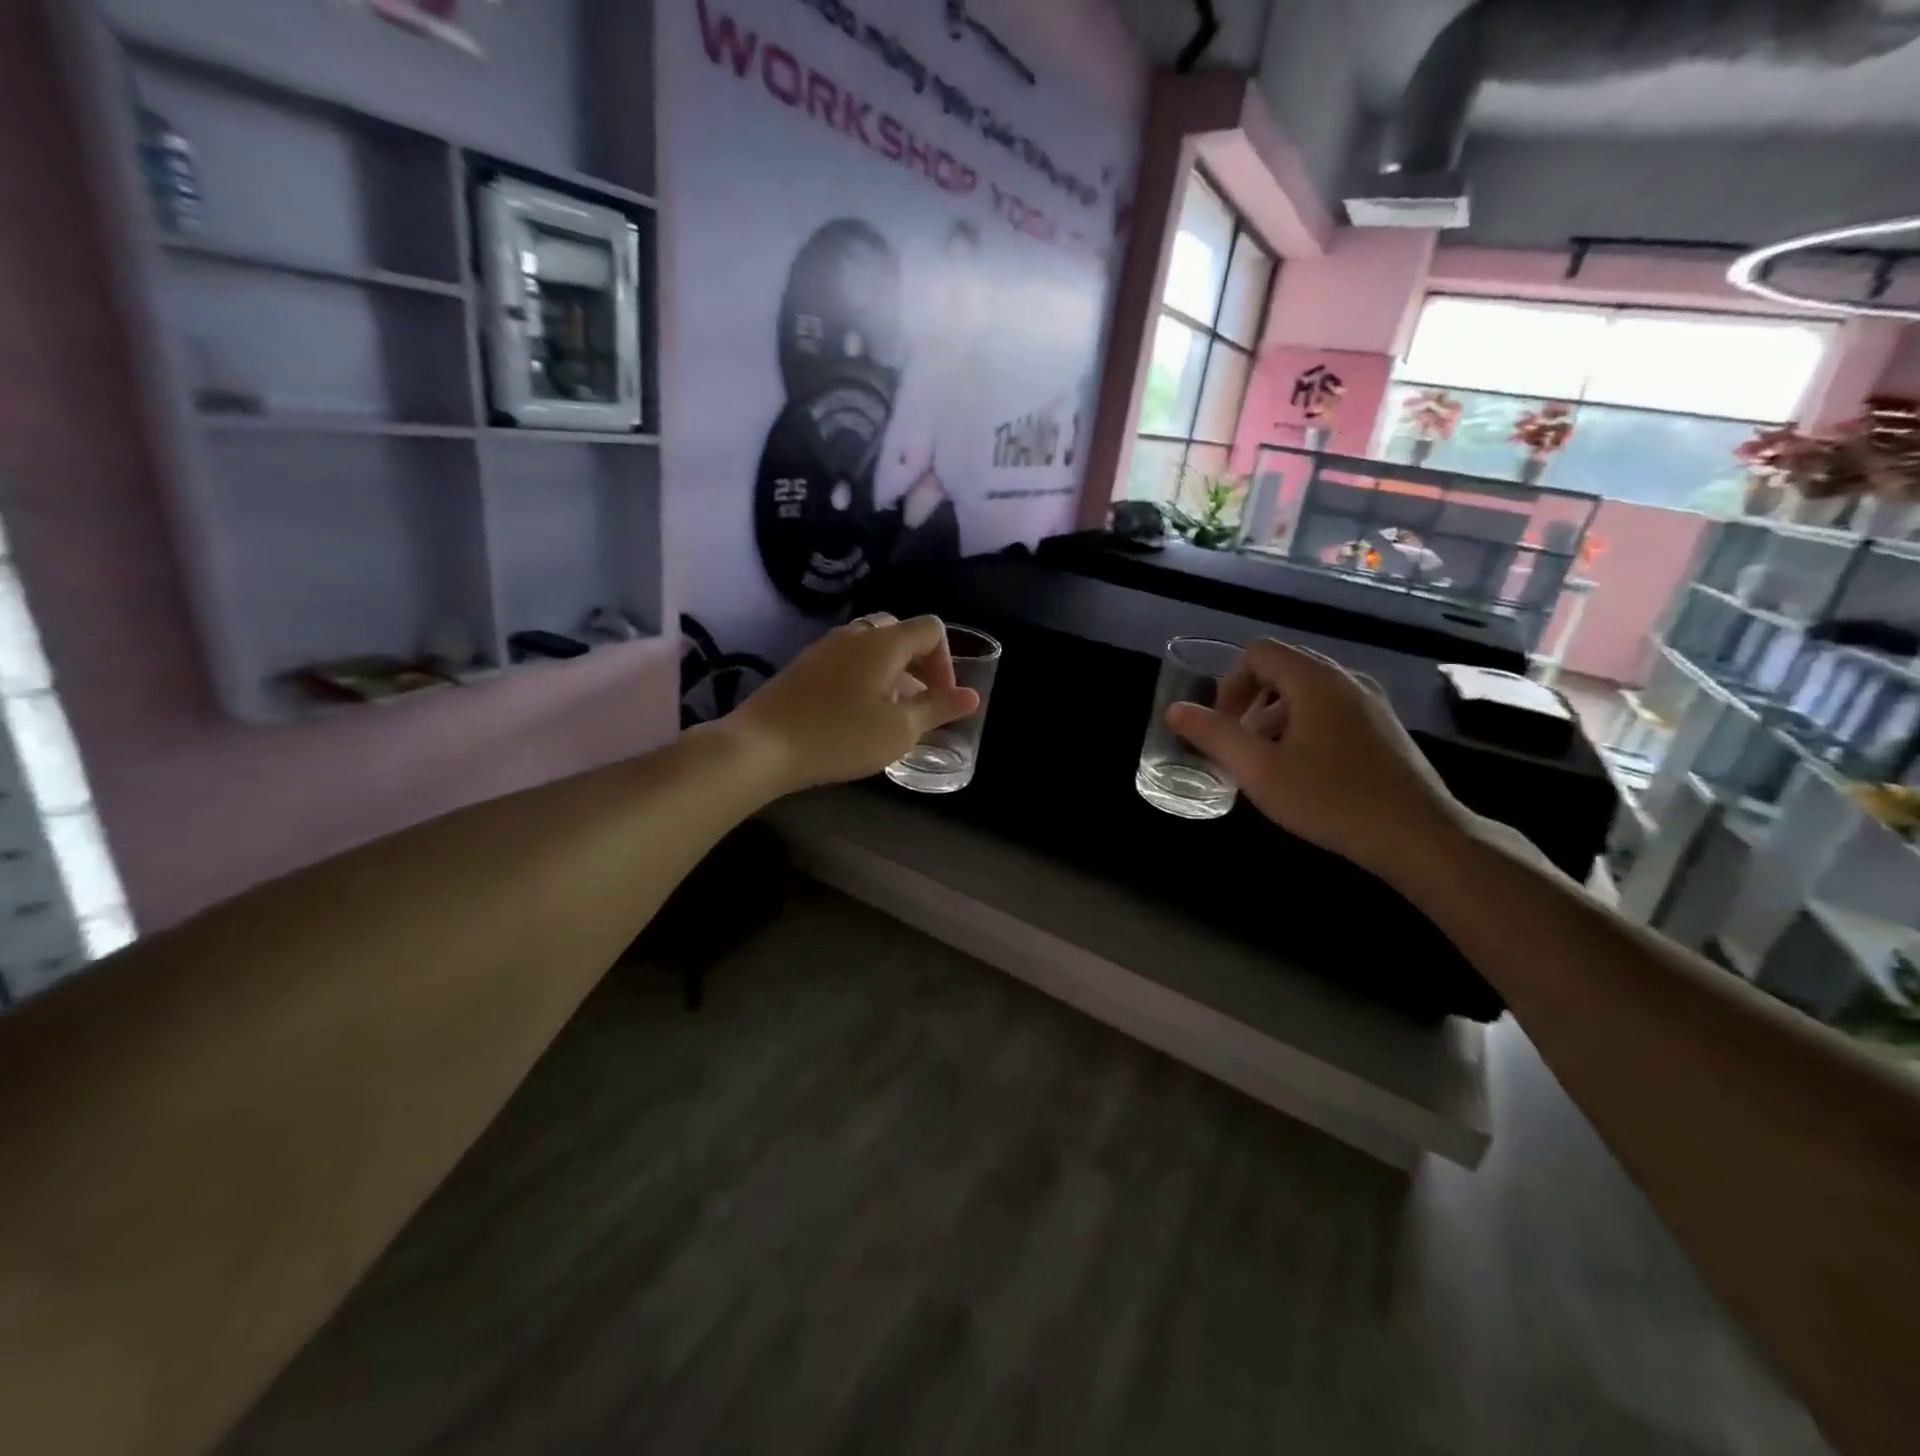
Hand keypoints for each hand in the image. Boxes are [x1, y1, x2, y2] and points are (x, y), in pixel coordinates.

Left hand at [723, 614, 979, 794]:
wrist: (762, 745)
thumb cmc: (841, 736)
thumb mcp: (899, 730)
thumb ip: (938, 709)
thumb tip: (971, 696)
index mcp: (884, 642)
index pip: (931, 629)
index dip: (946, 661)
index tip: (941, 698)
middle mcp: (855, 634)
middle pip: (899, 633)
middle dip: (917, 665)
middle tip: (916, 703)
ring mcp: (824, 648)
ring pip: (870, 648)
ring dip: (889, 674)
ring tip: (887, 715)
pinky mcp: (803, 666)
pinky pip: (845, 661)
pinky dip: (862, 679)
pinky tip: (853, 716)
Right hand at [1166, 640, 1475, 879]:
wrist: (1419, 835)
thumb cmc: (1331, 798)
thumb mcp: (1259, 770)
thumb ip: (1214, 735)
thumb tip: (1176, 710)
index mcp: (1314, 679)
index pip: (1257, 653)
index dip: (1229, 684)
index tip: (1224, 726)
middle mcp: (1345, 679)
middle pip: (1283, 668)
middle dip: (1250, 700)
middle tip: (1240, 744)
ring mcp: (1370, 702)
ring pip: (1307, 691)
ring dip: (1276, 716)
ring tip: (1268, 762)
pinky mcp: (1384, 727)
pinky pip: (1331, 709)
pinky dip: (1304, 726)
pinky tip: (1305, 771)